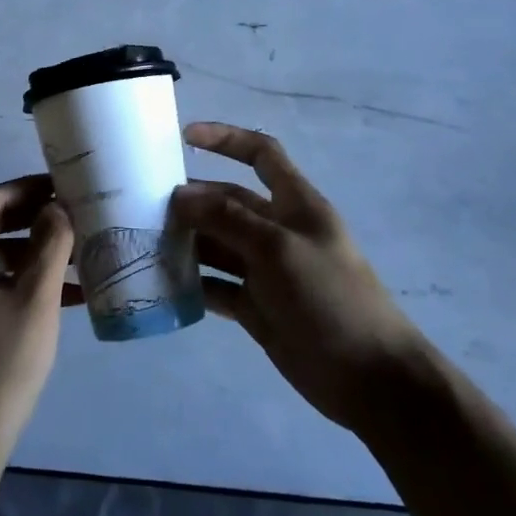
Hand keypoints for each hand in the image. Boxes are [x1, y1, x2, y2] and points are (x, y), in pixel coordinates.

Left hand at [0, 176, 76, 471]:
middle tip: (76, 217)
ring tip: (80, 259)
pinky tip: (65, 298)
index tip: (63, 186)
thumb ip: (50, 245)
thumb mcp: (34, 299)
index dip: (27, 187)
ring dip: (35, 254)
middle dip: (35, 219)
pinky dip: (24, 283)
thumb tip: (56, 207)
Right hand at [174, 122, 423, 434]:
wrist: (370, 378)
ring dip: (186, 241)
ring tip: (145, 243)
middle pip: (228, 201)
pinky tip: (163, 284)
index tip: (183, 136)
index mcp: (294, 203)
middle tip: (145, 205)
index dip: (226, 139)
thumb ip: (229, 219)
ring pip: (217, 244)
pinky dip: (193, 283)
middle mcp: (277, 229)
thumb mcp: (279, 248)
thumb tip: (181, 195)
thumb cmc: (330, 297)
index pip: (260, 153)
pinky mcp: (256, 307)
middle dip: (192, 199)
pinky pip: (217, 285)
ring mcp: (266, 270)